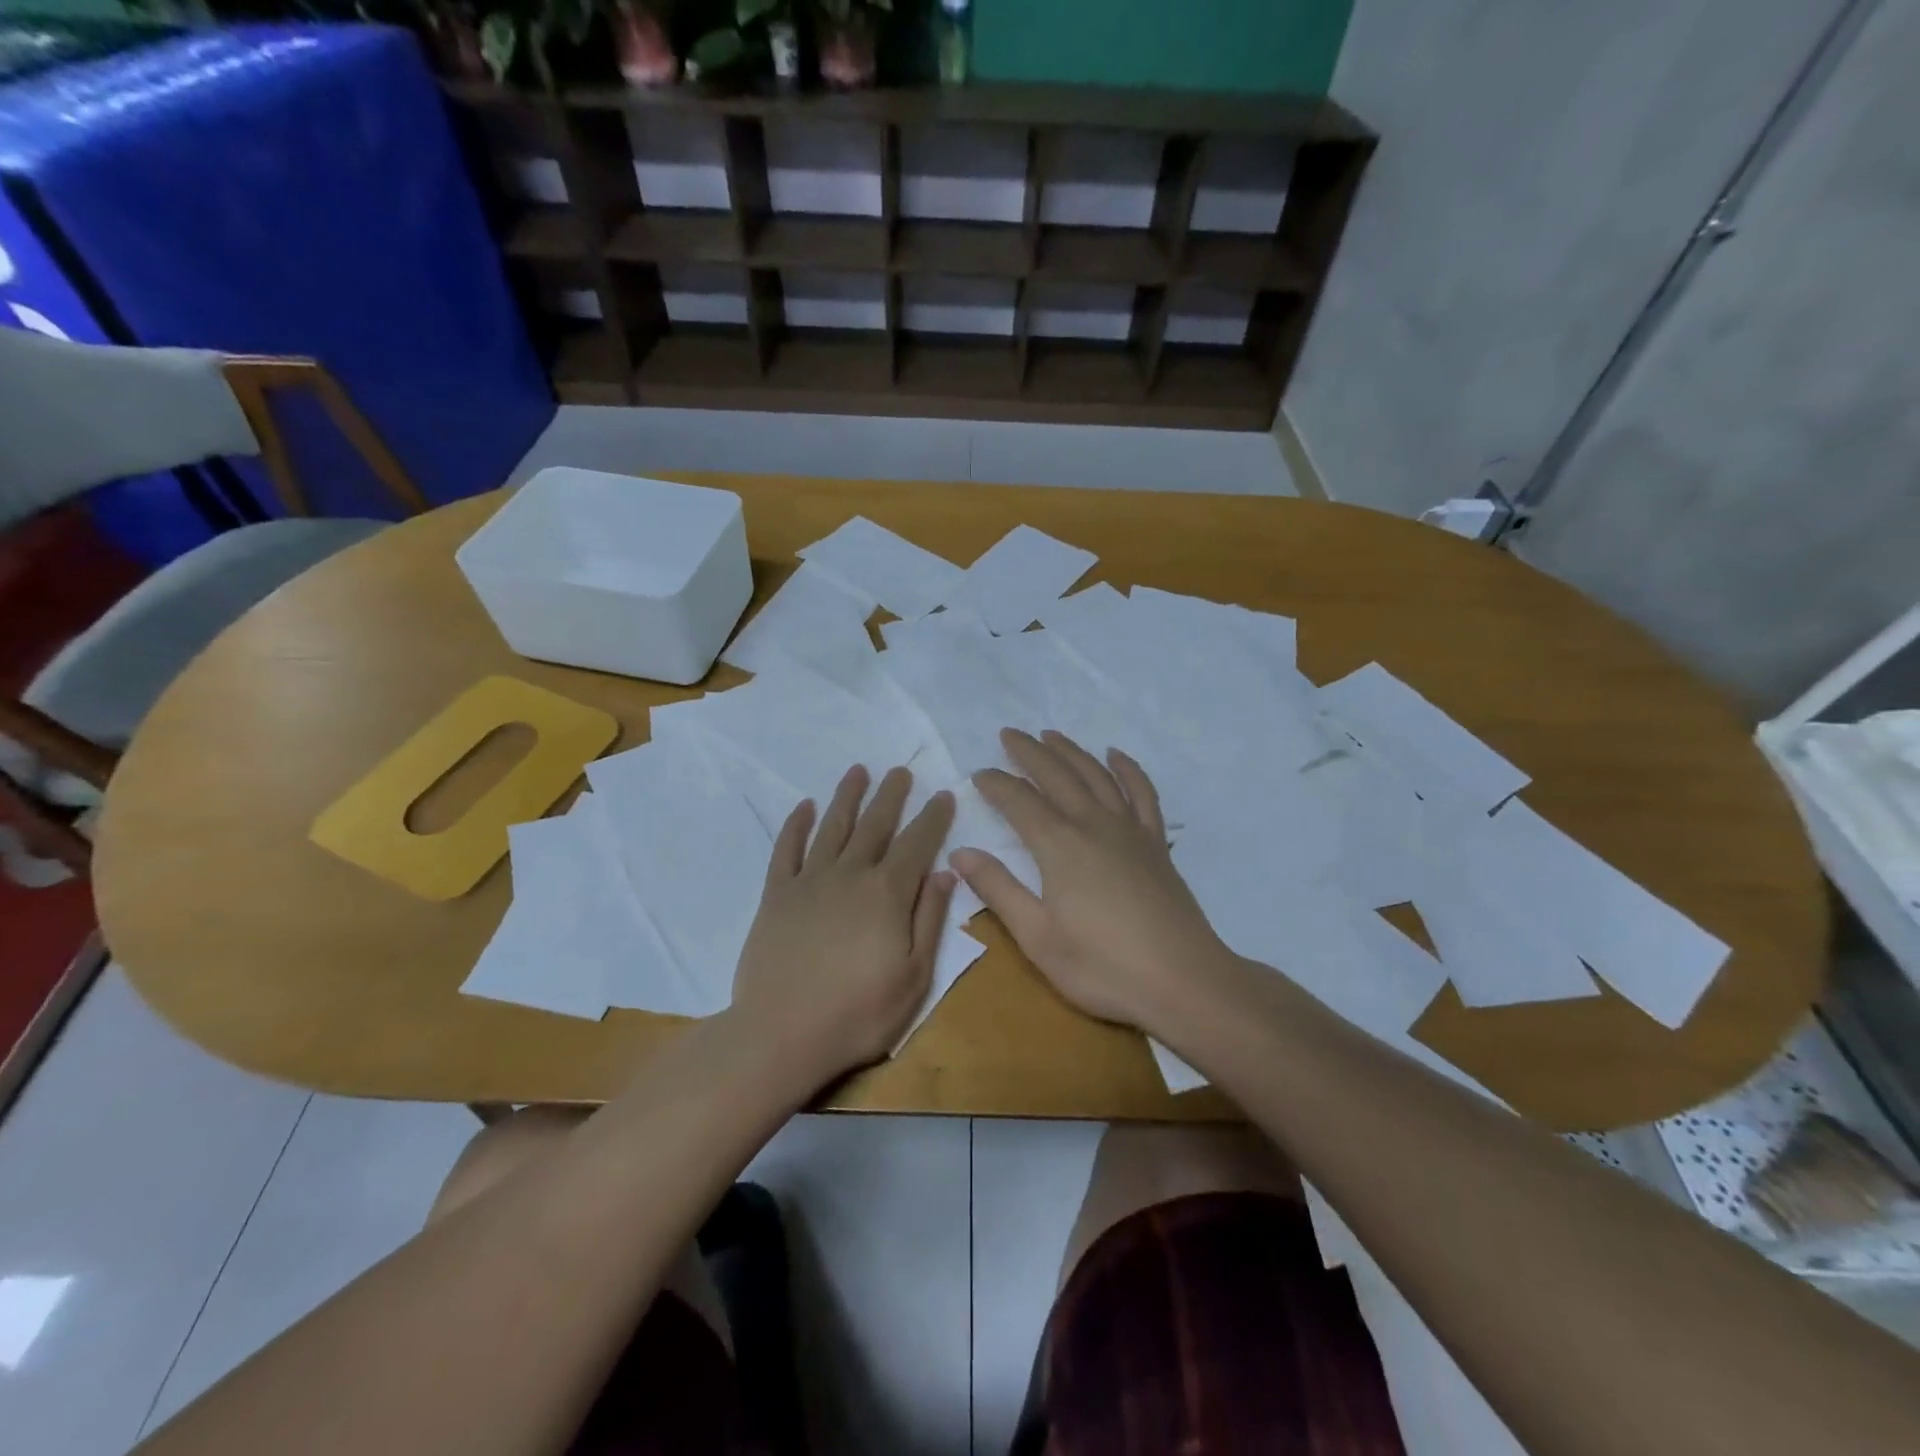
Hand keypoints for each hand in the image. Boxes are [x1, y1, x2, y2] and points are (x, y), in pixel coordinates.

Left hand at [731, 764, 956, 1084]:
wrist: (780, 1035)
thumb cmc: (858, 1014)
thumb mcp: (914, 977)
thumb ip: (930, 919)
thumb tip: (945, 872)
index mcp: (887, 893)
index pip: (917, 843)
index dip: (932, 817)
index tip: (943, 794)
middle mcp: (849, 875)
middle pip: (875, 825)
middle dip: (891, 795)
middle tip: (901, 770)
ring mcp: (809, 882)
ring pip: (832, 827)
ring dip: (847, 797)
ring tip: (858, 771)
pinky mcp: (776, 896)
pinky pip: (786, 850)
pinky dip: (795, 825)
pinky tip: (803, 807)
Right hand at [950, 729, 1230, 1031]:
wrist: (1184, 981)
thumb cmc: (1103, 967)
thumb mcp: (1038, 937)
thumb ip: (999, 890)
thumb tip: (961, 853)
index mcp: (1059, 846)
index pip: (1019, 801)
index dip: (996, 784)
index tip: (979, 773)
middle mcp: (1093, 825)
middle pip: (1057, 776)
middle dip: (1029, 752)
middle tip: (1008, 734)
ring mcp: (1130, 831)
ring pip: (1096, 775)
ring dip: (1071, 752)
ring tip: (1051, 735)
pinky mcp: (1156, 844)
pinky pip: (1142, 793)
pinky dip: (1128, 769)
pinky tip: (1116, 756)